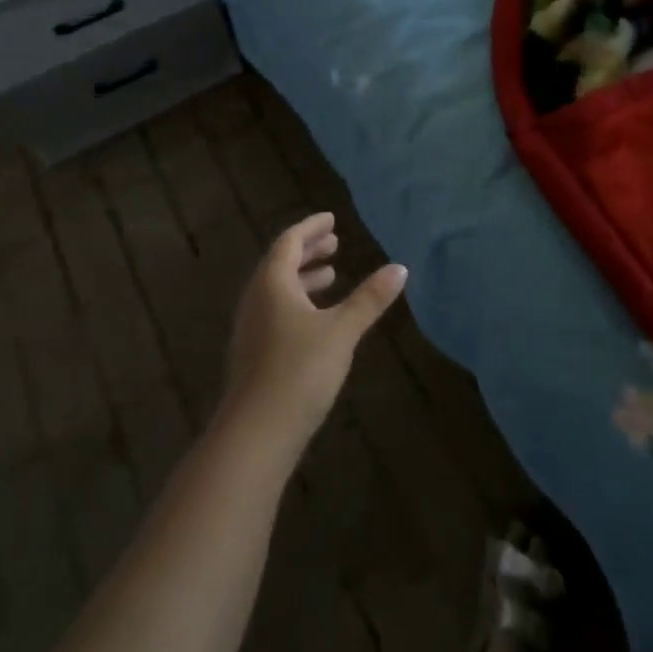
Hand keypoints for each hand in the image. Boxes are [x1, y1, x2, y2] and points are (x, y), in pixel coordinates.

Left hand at [223, 213, 407, 448]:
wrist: (257, 432)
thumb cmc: (300, 371)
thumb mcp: (341, 331)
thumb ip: (369, 299)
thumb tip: (400, 268)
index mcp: (271, 284)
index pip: (289, 242)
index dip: (311, 228)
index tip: (331, 219)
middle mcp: (256, 300)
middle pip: (280, 264)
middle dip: (308, 251)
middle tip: (335, 243)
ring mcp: (251, 328)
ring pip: (277, 290)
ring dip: (303, 278)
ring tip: (331, 276)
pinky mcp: (254, 354)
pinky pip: (276, 312)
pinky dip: (298, 302)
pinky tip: (317, 320)